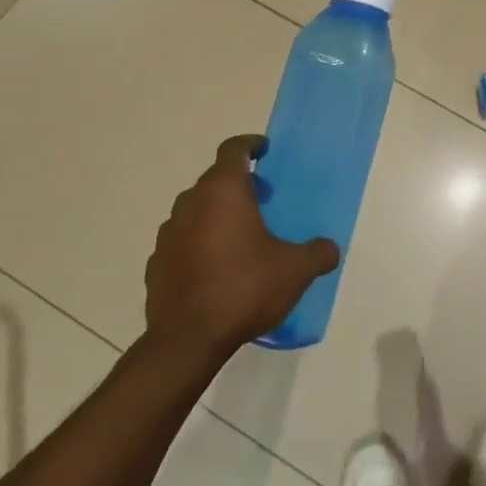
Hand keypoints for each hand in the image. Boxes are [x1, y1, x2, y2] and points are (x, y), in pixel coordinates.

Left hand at [143, 135, 339, 363]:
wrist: (187, 341)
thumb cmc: (244, 289)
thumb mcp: (295, 271)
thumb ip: (317, 253)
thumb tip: (330, 249)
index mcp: (223, 192)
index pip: (233, 150)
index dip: (250, 145)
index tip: (264, 150)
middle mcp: (191, 203)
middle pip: (214, 179)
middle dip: (238, 183)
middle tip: (262, 198)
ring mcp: (168, 233)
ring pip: (195, 209)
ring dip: (216, 213)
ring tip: (239, 236)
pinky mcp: (156, 262)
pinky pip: (181, 240)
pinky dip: (198, 243)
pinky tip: (214, 267)